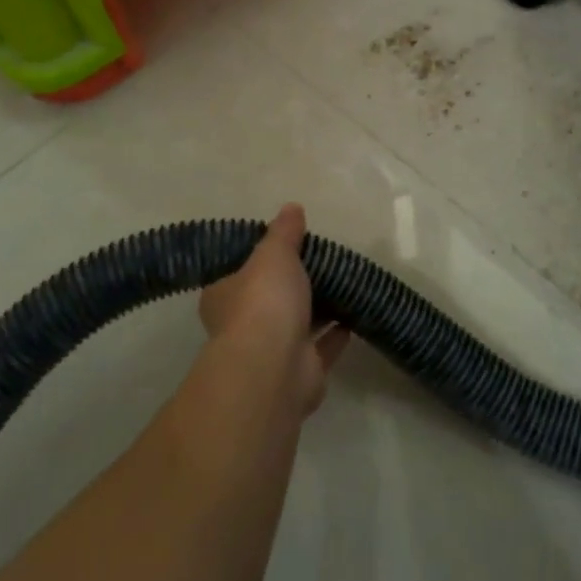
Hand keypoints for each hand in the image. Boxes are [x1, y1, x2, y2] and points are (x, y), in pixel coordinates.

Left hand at [199, 204, 350, 415]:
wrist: (274, 368)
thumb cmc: (263, 301)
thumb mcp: (273, 253)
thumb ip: (284, 232)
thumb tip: (291, 207)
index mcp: (224, 295)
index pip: (238, 270)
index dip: (259, 256)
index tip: (285, 243)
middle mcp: (242, 326)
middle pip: (269, 298)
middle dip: (293, 284)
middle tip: (321, 260)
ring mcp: (272, 353)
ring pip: (297, 324)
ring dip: (318, 308)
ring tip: (344, 283)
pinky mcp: (301, 372)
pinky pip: (322, 347)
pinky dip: (337, 333)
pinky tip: (355, 315)